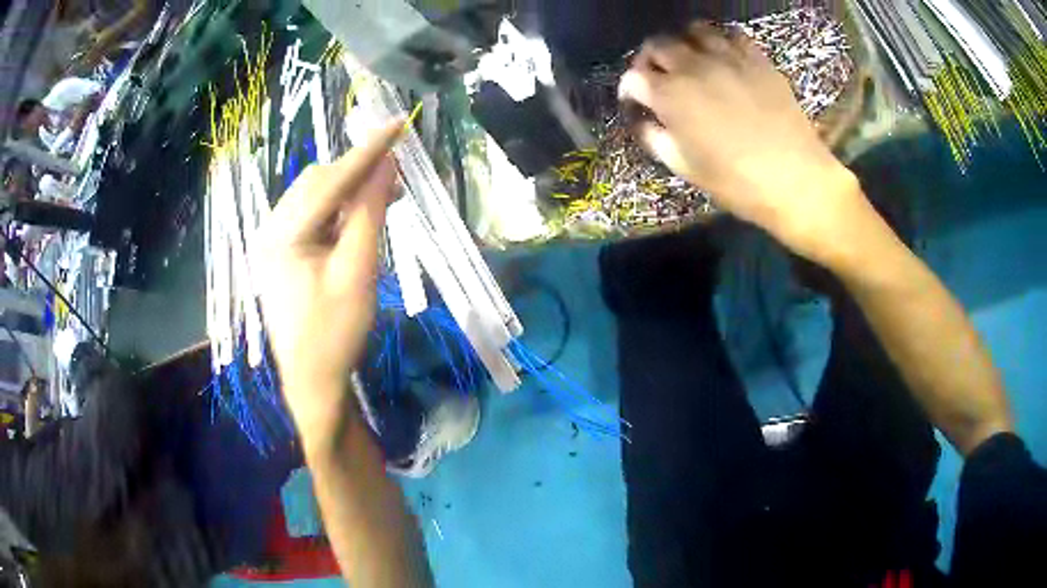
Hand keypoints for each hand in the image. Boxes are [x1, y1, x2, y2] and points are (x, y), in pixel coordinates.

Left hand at [258, 121, 402, 435]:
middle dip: (358, 173)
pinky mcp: (283, 253)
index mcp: (283, 233)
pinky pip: (313, 218)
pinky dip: (340, 212)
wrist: (313, 381)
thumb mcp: (357, 271)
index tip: (399, 123)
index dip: (368, 150)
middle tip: (398, 177)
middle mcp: (272, 228)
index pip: (330, 179)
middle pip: (318, 183)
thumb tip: (388, 164)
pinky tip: (361, 219)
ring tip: (387, 197)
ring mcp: (275, 241)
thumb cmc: (335, 333)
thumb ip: (370, 213)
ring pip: (316, 198)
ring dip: (350, 192)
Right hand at [619, 23, 869, 263]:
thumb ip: (656, 138)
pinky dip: (722, 42)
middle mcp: (693, 66)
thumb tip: (644, 121)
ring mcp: (728, 58)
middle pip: (658, 45)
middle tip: (659, 78)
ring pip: (694, 30)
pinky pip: (733, 35)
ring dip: (686, 44)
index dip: (629, 89)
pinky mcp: (758, 60)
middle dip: (651, 60)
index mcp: (670, 95)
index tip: (635, 100)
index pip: (633, 77)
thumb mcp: (685, 168)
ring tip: (693, 61)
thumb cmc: (736, 182)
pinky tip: (727, 59)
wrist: (796, 181)